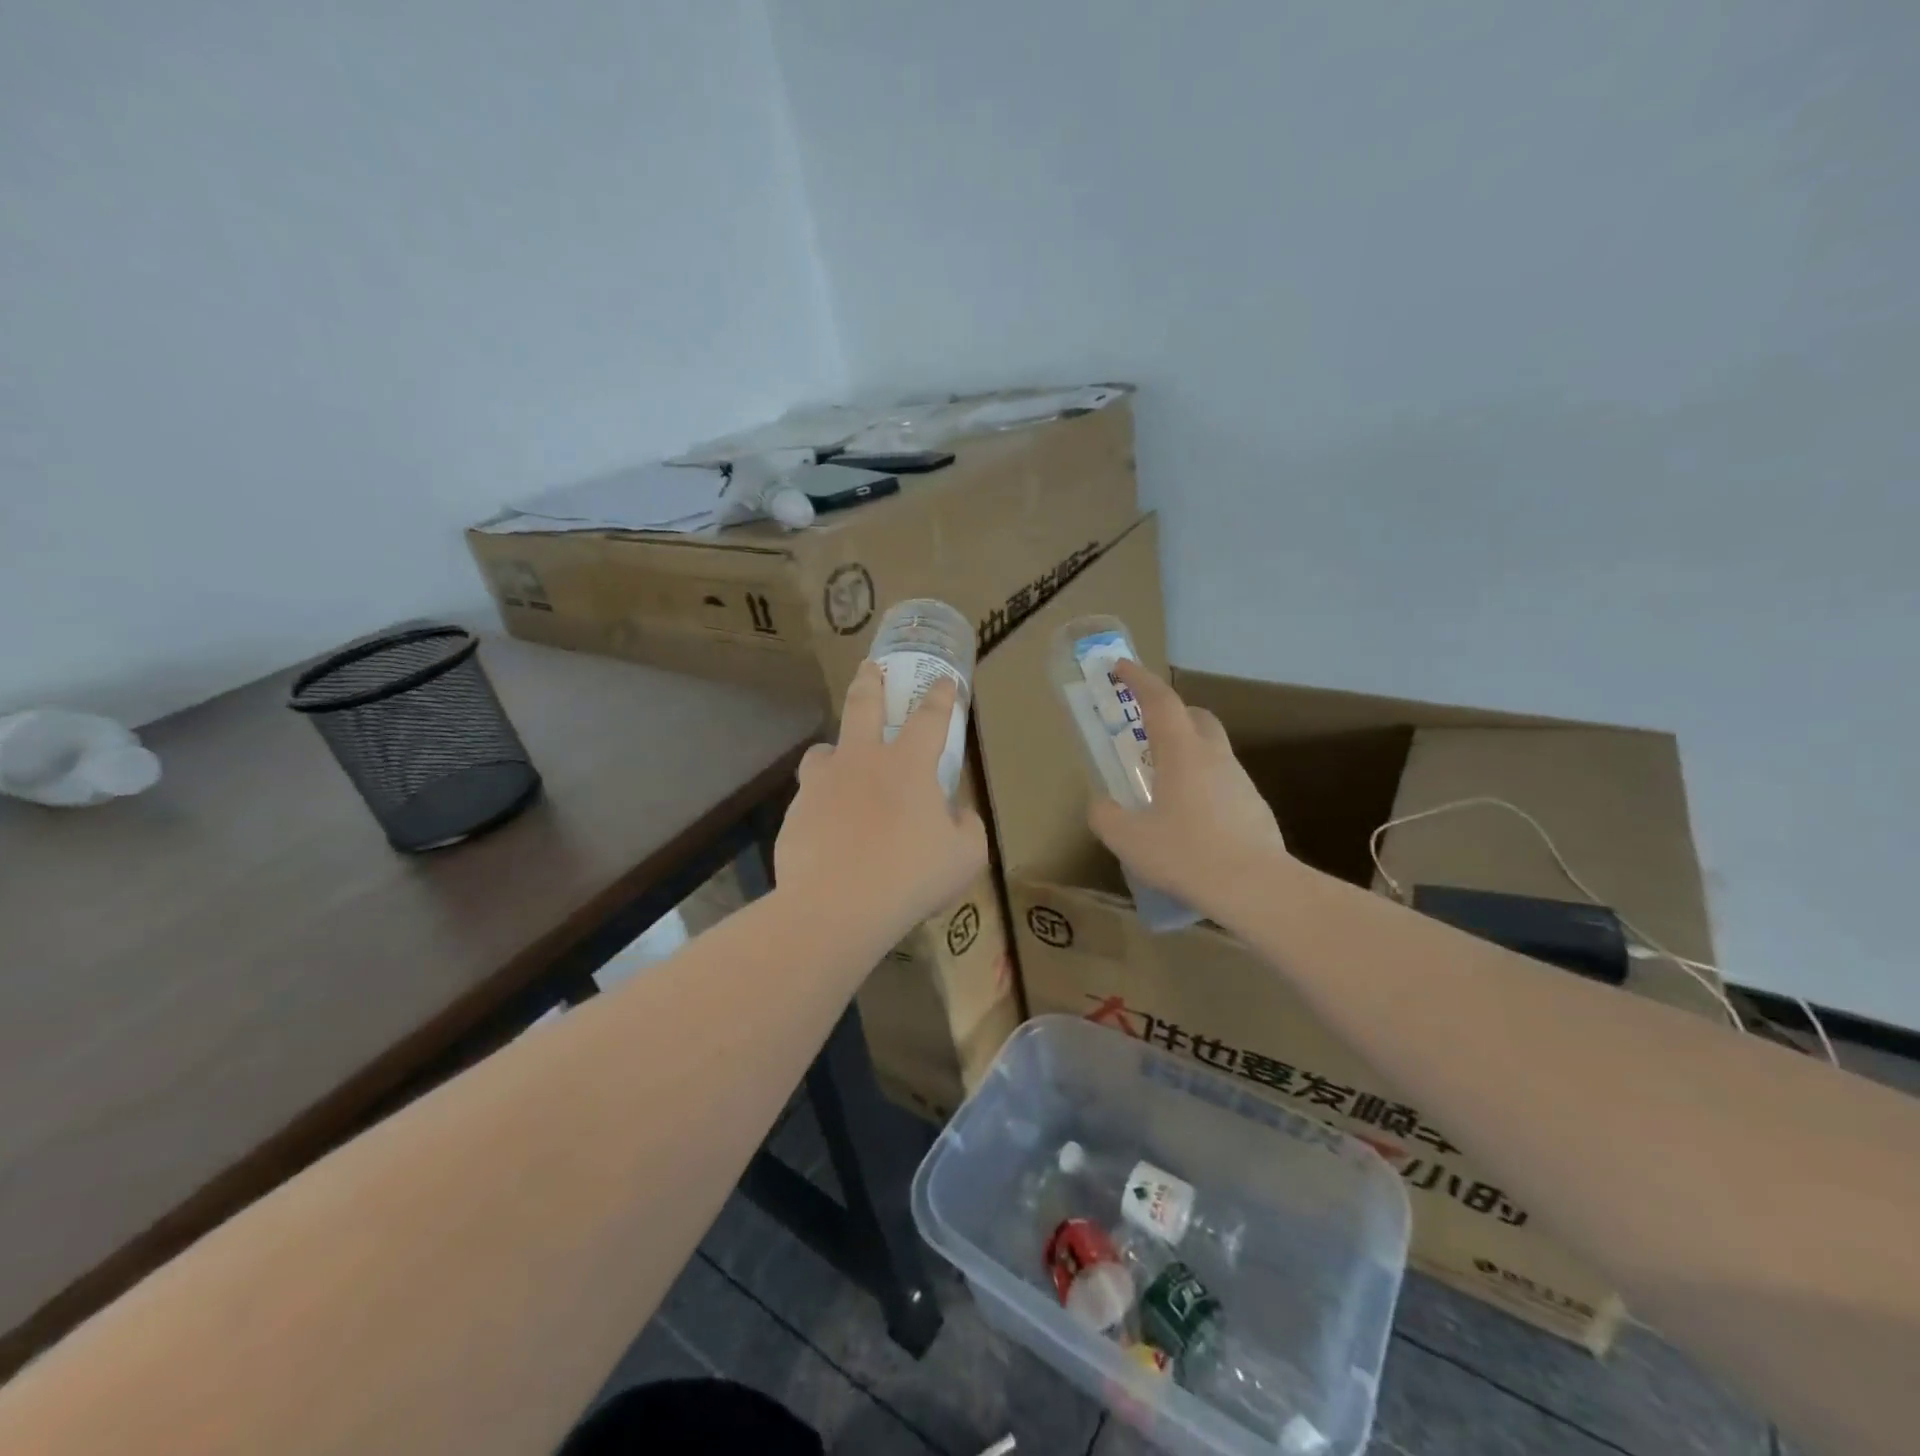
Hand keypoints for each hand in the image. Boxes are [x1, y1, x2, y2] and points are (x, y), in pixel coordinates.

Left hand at [775, 661, 988, 944]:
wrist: (836, 907)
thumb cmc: (910, 877)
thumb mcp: (964, 857)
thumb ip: (967, 827)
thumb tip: (958, 813)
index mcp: (907, 765)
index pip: (930, 717)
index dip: (941, 696)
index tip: (944, 682)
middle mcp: (862, 761)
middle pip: (863, 705)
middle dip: (870, 681)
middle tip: (869, 667)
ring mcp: (822, 784)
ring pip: (823, 750)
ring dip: (834, 748)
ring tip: (838, 760)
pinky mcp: (796, 813)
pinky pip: (810, 798)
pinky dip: (821, 803)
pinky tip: (827, 829)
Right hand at [1088, 660, 1292, 923]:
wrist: (1256, 888)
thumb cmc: (1186, 854)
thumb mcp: (1128, 839)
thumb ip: (1104, 816)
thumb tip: (1100, 804)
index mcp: (1182, 752)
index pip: (1160, 701)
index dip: (1138, 679)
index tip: (1120, 667)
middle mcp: (1214, 757)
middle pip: (1195, 716)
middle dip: (1170, 712)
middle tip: (1145, 728)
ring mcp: (1239, 781)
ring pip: (1211, 749)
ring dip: (1186, 751)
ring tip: (1162, 783)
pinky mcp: (1254, 807)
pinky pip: (1222, 781)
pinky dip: (1202, 783)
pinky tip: (1189, 818)